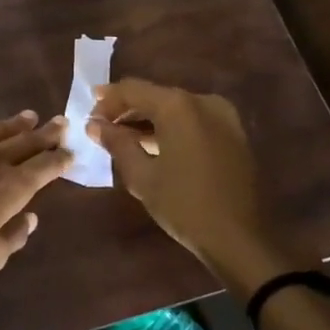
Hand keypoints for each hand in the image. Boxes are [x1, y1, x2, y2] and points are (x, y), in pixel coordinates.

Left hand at [0, 110, 71, 288]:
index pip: (45, 167)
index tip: (71, 151)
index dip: (60, 159)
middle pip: (25, 141)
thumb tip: (31, 217)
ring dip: (13, 124)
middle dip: (45, 133)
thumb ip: (16, 235)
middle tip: (60, 122)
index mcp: (12, 187)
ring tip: (28, 117)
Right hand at [85, 79, 285, 294]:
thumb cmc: (183, 205)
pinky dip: (171, 128)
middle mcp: (202, 102)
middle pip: (155, 95)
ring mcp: (223, 117)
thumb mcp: (141, 175)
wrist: (240, 240)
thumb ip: (116, 143)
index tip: (89, 116)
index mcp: (178, 106)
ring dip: (148, 119)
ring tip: (124, 139)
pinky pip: (193, 121)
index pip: (132, 89)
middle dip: (127, 110)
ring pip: (175, 108)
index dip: (107, 101)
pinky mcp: (234, 134)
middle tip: (103, 128)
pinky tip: (154, 146)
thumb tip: (94, 125)